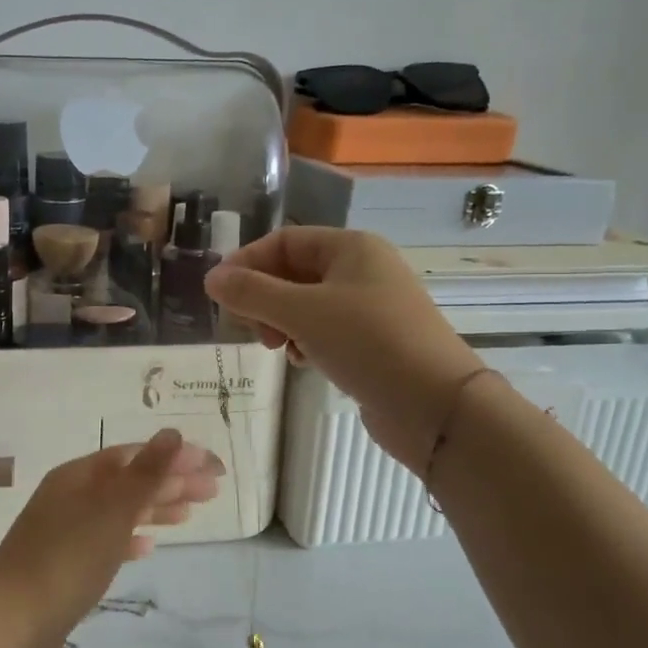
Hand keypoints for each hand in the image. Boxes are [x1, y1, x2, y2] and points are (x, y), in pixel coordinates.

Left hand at [0, 429, 223, 647]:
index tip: (213, 467)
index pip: (133, 456)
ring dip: (154, 509)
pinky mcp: (65, 569)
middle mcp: (70, 498)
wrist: (10, 626)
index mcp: (78, 476)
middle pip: (127, 482)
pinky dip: (129, 540)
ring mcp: (65, 533)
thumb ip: (146, 473)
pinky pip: (105, 543)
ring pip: (118, 512)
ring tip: (189, 515)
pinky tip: (147, 547)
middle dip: (169, 482)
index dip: (173, 457)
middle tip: (213, 491)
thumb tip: (172, 433)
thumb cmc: (66, 559)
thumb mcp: (112, 511)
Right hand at [204, 228, 480, 450]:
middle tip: (251, 329)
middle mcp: (362, 269)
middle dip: (264, 298)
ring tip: (278, 348)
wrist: (435, 406)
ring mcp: (370, 306)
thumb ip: (252, 293)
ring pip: (306, 304)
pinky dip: (306, 341)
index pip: (283, 241)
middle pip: (293, 272)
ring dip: (282, 322)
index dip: (246, 263)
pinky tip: (303, 362)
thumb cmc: (368, 343)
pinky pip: (325, 330)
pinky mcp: (373, 341)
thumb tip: (211, 278)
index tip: (219, 295)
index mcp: (351, 247)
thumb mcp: (302, 313)